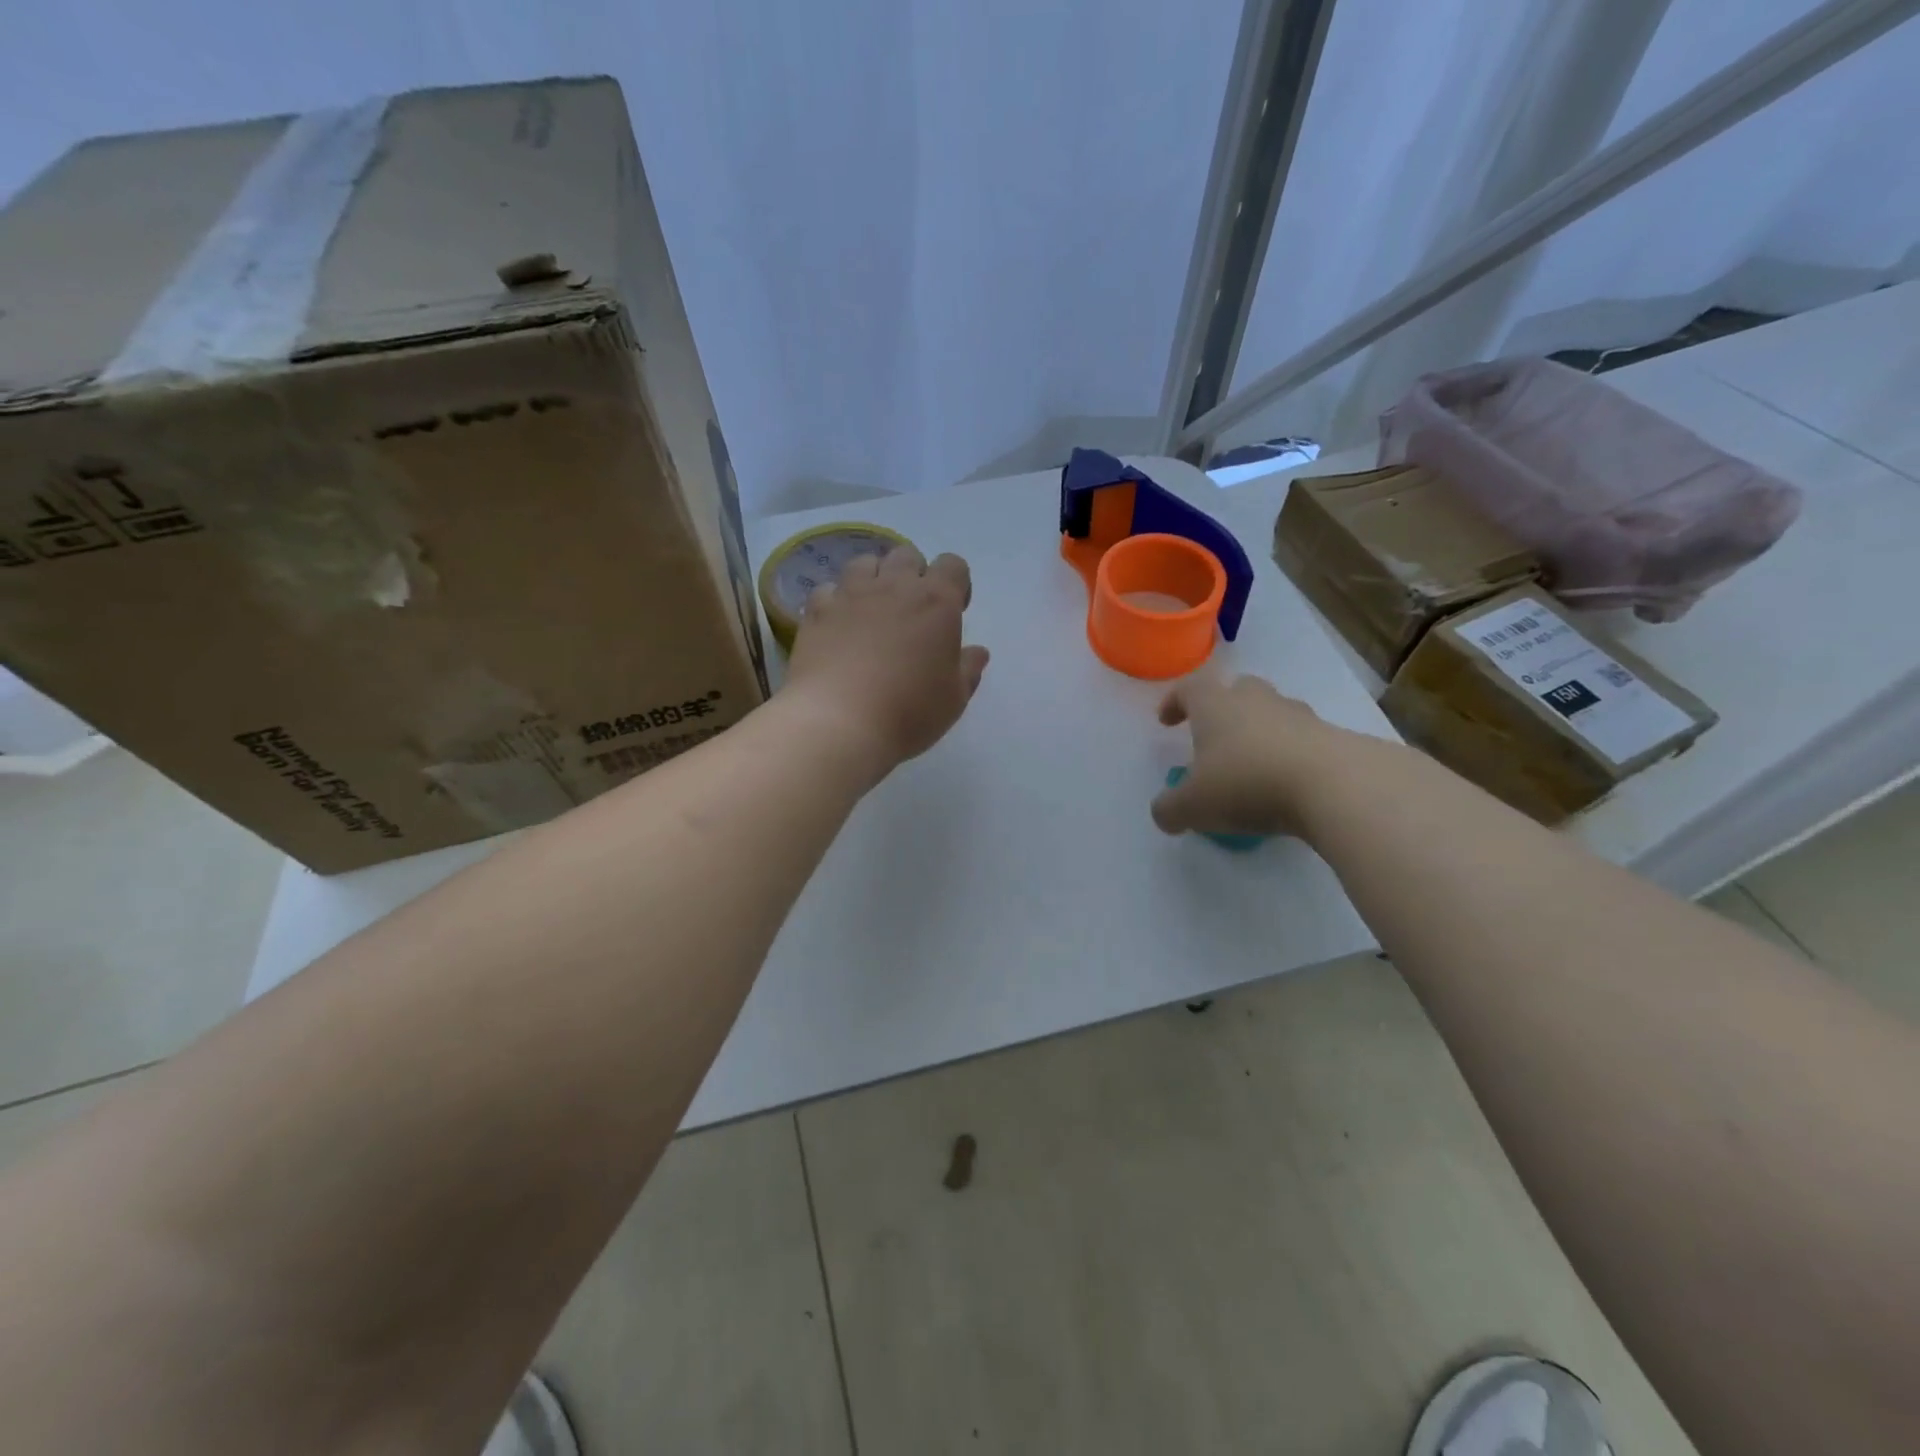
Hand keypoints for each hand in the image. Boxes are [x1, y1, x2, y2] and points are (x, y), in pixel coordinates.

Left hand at [782, 545, 989, 772]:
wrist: (839, 722)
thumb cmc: (909, 711)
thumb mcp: (953, 699)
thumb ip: (968, 669)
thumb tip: (978, 652)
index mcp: (937, 601)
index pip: (953, 565)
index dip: (956, 583)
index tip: (952, 612)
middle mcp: (894, 586)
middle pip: (907, 555)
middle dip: (914, 575)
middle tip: (912, 612)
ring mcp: (851, 594)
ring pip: (865, 563)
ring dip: (874, 579)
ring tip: (873, 611)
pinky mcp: (817, 611)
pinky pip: (828, 589)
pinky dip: (836, 601)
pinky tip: (838, 625)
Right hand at [1150, 673, 1353, 838]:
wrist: (1335, 785)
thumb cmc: (1247, 784)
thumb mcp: (1192, 806)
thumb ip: (1170, 809)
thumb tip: (1164, 814)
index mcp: (1215, 706)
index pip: (1189, 689)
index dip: (1174, 702)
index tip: (1167, 722)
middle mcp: (1257, 700)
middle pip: (1238, 690)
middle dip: (1224, 709)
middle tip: (1215, 738)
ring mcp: (1300, 716)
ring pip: (1274, 713)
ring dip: (1261, 732)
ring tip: (1254, 767)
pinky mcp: (1334, 738)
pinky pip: (1304, 740)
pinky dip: (1291, 756)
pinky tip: (1288, 786)